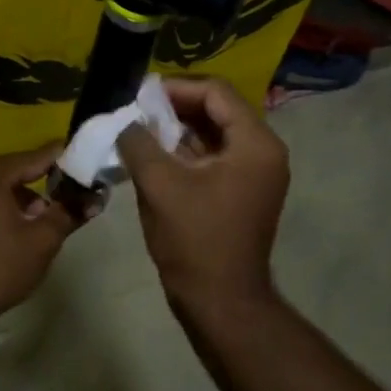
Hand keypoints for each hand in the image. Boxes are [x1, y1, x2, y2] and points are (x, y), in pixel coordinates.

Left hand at [0, 141, 77, 323]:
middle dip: (40, 185)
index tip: (86, 161)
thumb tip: (96, 199)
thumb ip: (70, 212)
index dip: (64, 160)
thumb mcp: (42, 240)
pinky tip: (12, 230)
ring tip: (38, 224)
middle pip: (14, 171)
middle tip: (64, 202)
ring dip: (19, 199)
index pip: (36, 157)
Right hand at [116, 76, 289, 315]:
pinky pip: (215, 155)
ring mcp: (256, 173)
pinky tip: (154, 152)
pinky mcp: (243, 191)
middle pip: (218, 109)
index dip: (176, 88)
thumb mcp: (159, 184)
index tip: (140, 93)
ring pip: (215, 132)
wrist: (221, 303)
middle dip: (176, 106)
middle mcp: (264, 151)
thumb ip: (139, 141)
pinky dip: (187, 149)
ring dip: (179, 127)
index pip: (216, 92)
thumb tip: (125, 120)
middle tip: (137, 108)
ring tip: (140, 127)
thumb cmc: (195, 239)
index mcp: (255, 143)